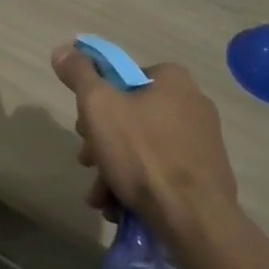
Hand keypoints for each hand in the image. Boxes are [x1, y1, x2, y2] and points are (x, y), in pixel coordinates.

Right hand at [51, 46, 237, 238]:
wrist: (195, 219)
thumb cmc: (144, 154)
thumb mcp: (99, 106)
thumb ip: (80, 75)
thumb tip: (64, 48)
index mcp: (172, 79)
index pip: (122, 78)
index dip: (94, 102)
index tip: (82, 128)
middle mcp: (192, 104)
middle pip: (130, 116)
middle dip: (102, 143)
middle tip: (87, 163)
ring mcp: (202, 142)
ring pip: (143, 149)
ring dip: (114, 170)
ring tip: (100, 197)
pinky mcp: (205, 176)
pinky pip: (162, 173)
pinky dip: (138, 186)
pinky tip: (119, 208)